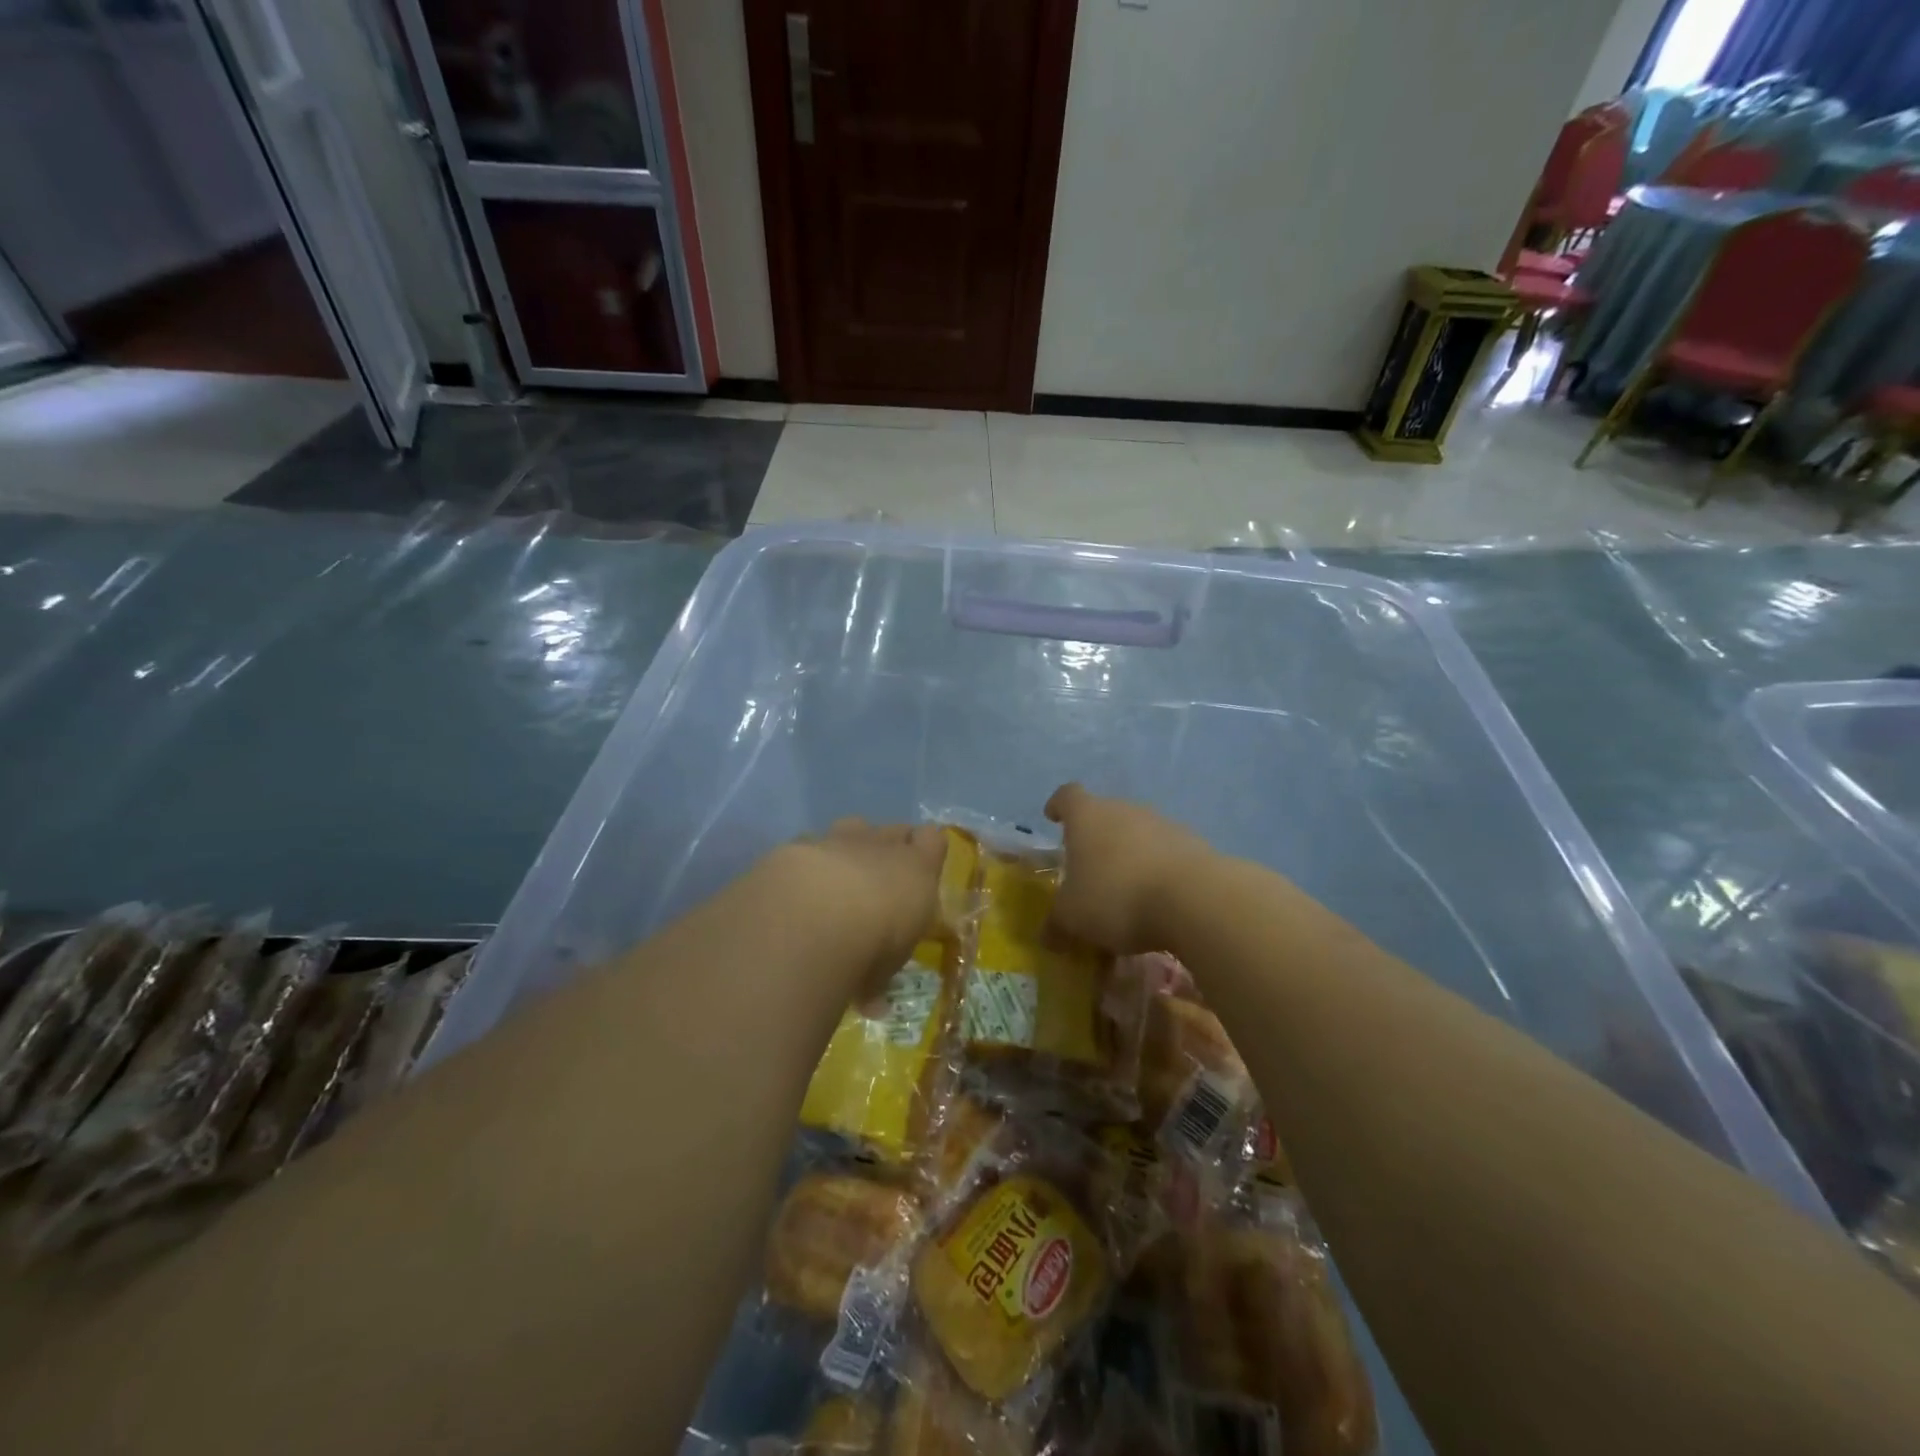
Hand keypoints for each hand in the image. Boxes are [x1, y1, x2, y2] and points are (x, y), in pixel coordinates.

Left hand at [766, 819, 947, 997]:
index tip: (918, 877)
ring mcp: (836, 840)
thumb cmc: (871, 944)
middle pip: (892, 830)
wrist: (811, 917)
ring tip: (836, 885)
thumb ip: (881, 975)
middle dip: (887, 851)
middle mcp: (879, 844)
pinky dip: (804, 867)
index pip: (933, 840)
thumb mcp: (886, 969)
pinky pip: (806, 847)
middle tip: (878, 886)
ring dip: (847, 851)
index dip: (925, 852)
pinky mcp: (795, 846)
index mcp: (916, 867)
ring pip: (850, 828)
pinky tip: (794, 894)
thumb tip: (873, 1003)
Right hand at [1044, 784, 1213, 953]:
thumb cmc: (1116, 897)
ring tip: (1126, 895)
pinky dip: (1158, 873)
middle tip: (1089, 871)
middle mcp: (1125, 810)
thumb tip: (1048, 936)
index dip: (1058, 806)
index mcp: (1087, 816)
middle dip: (1096, 840)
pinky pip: (1166, 855)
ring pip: (1138, 835)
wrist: (1194, 899)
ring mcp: (1163, 824)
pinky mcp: (1195, 845)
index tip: (1054, 817)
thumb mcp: (1073, 918)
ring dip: (1130, 857)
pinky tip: (1158, 904)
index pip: (1067, 796)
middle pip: (1105, 815)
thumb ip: (1057, 924)